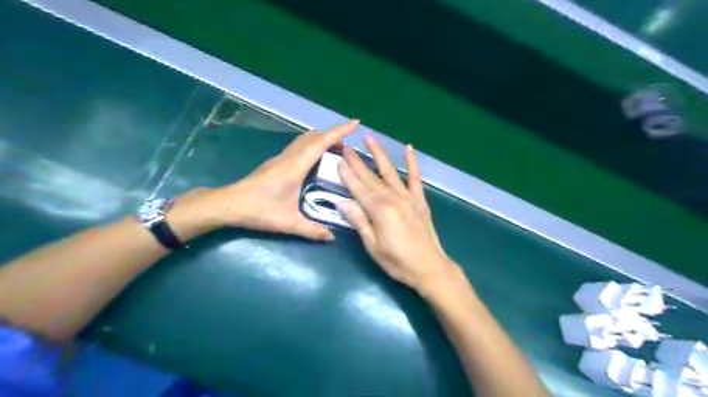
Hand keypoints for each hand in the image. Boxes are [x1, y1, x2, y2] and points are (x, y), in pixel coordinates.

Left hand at [168, 119, 359, 240]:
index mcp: (295, 167)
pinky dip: (312, 145)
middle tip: (349, 147)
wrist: (229, 204)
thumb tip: (332, 237)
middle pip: (314, 136)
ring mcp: (281, 157)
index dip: (339, 131)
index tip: (355, 123)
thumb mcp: (288, 223)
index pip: (321, 142)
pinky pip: (298, 146)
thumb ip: (312, 230)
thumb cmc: (259, 211)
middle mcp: (289, 157)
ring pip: (305, 139)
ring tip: (336, 151)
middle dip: (334, 136)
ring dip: (322, 139)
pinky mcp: (276, 162)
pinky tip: (316, 160)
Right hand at [337, 137, 459, 294]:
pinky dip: (412, 163)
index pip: (358, 188)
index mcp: (379, 210)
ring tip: (370, 139)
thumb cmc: (397, 261)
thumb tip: (341, 202)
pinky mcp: (420, 201)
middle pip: (371, 177)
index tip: (339, 160)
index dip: (347, 174)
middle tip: (346, 147)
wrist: (430, 268)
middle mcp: (394, 198)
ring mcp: (408, 197)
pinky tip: (409, 149)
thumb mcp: (373, 246)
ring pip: (390, 172)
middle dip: (357, 162)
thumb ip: (359, 221)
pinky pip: (416, 178)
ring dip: (379, 155)